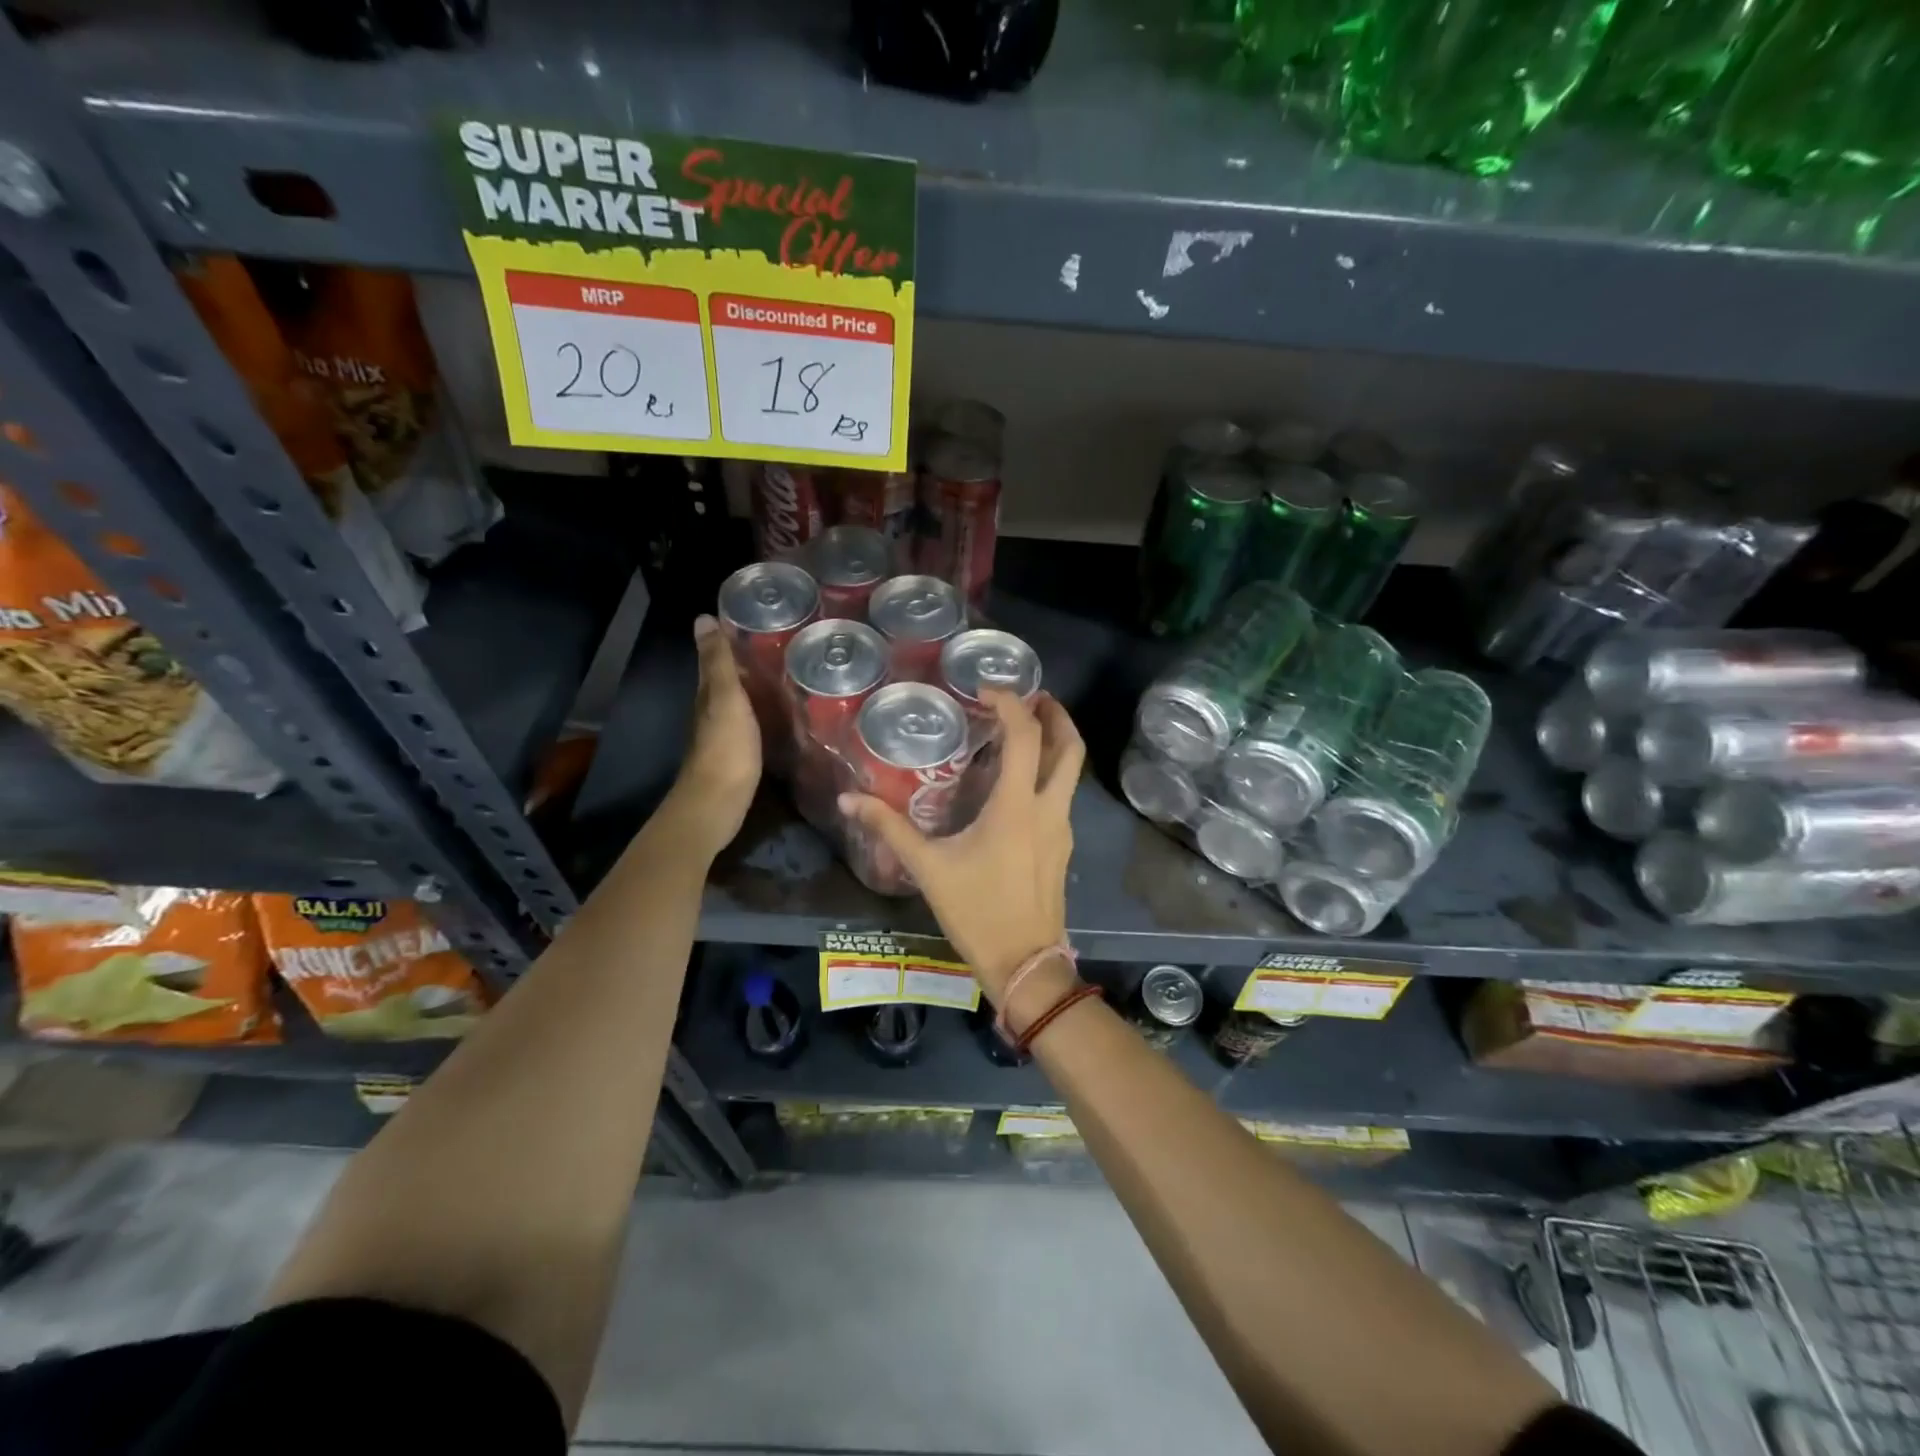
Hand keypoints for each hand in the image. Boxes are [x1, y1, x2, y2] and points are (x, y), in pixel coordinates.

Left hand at [664, 615, 761, 857]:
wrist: (717, 804)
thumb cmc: (725, 749)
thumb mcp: (726, 700)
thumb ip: (718, 662)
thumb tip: (702, 618)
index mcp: (710, 693)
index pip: (717, 657)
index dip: (729, 638)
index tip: (755, 619)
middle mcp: (714, 709)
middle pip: (728, 678)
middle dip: (748, 660)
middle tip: (782, 643)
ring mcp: (725, 733)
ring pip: (740, 700)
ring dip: (756, 685)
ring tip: (787, 672)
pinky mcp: (738, 752)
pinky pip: (751, 721)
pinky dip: (761, 710)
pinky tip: (779, 710)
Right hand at [840, 690, 1083, 1004]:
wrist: (1025, 963)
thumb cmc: (977, 912)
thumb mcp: (928, 868)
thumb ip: (889, 829)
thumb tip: (849, 801)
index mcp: (1017, 806)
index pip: (1025, 737)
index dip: (1010, 704)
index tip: (986, 689)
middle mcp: (1049, 809)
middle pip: (1070, 747)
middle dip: (1056, 715)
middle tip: (1033, 695)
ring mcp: (1063, 828)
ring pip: (1072, 771)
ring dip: (1057, 742)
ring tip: (1028, 729)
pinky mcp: (1064, 846)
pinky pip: (1063, 795)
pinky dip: (1050, 773)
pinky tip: (1021, 782)